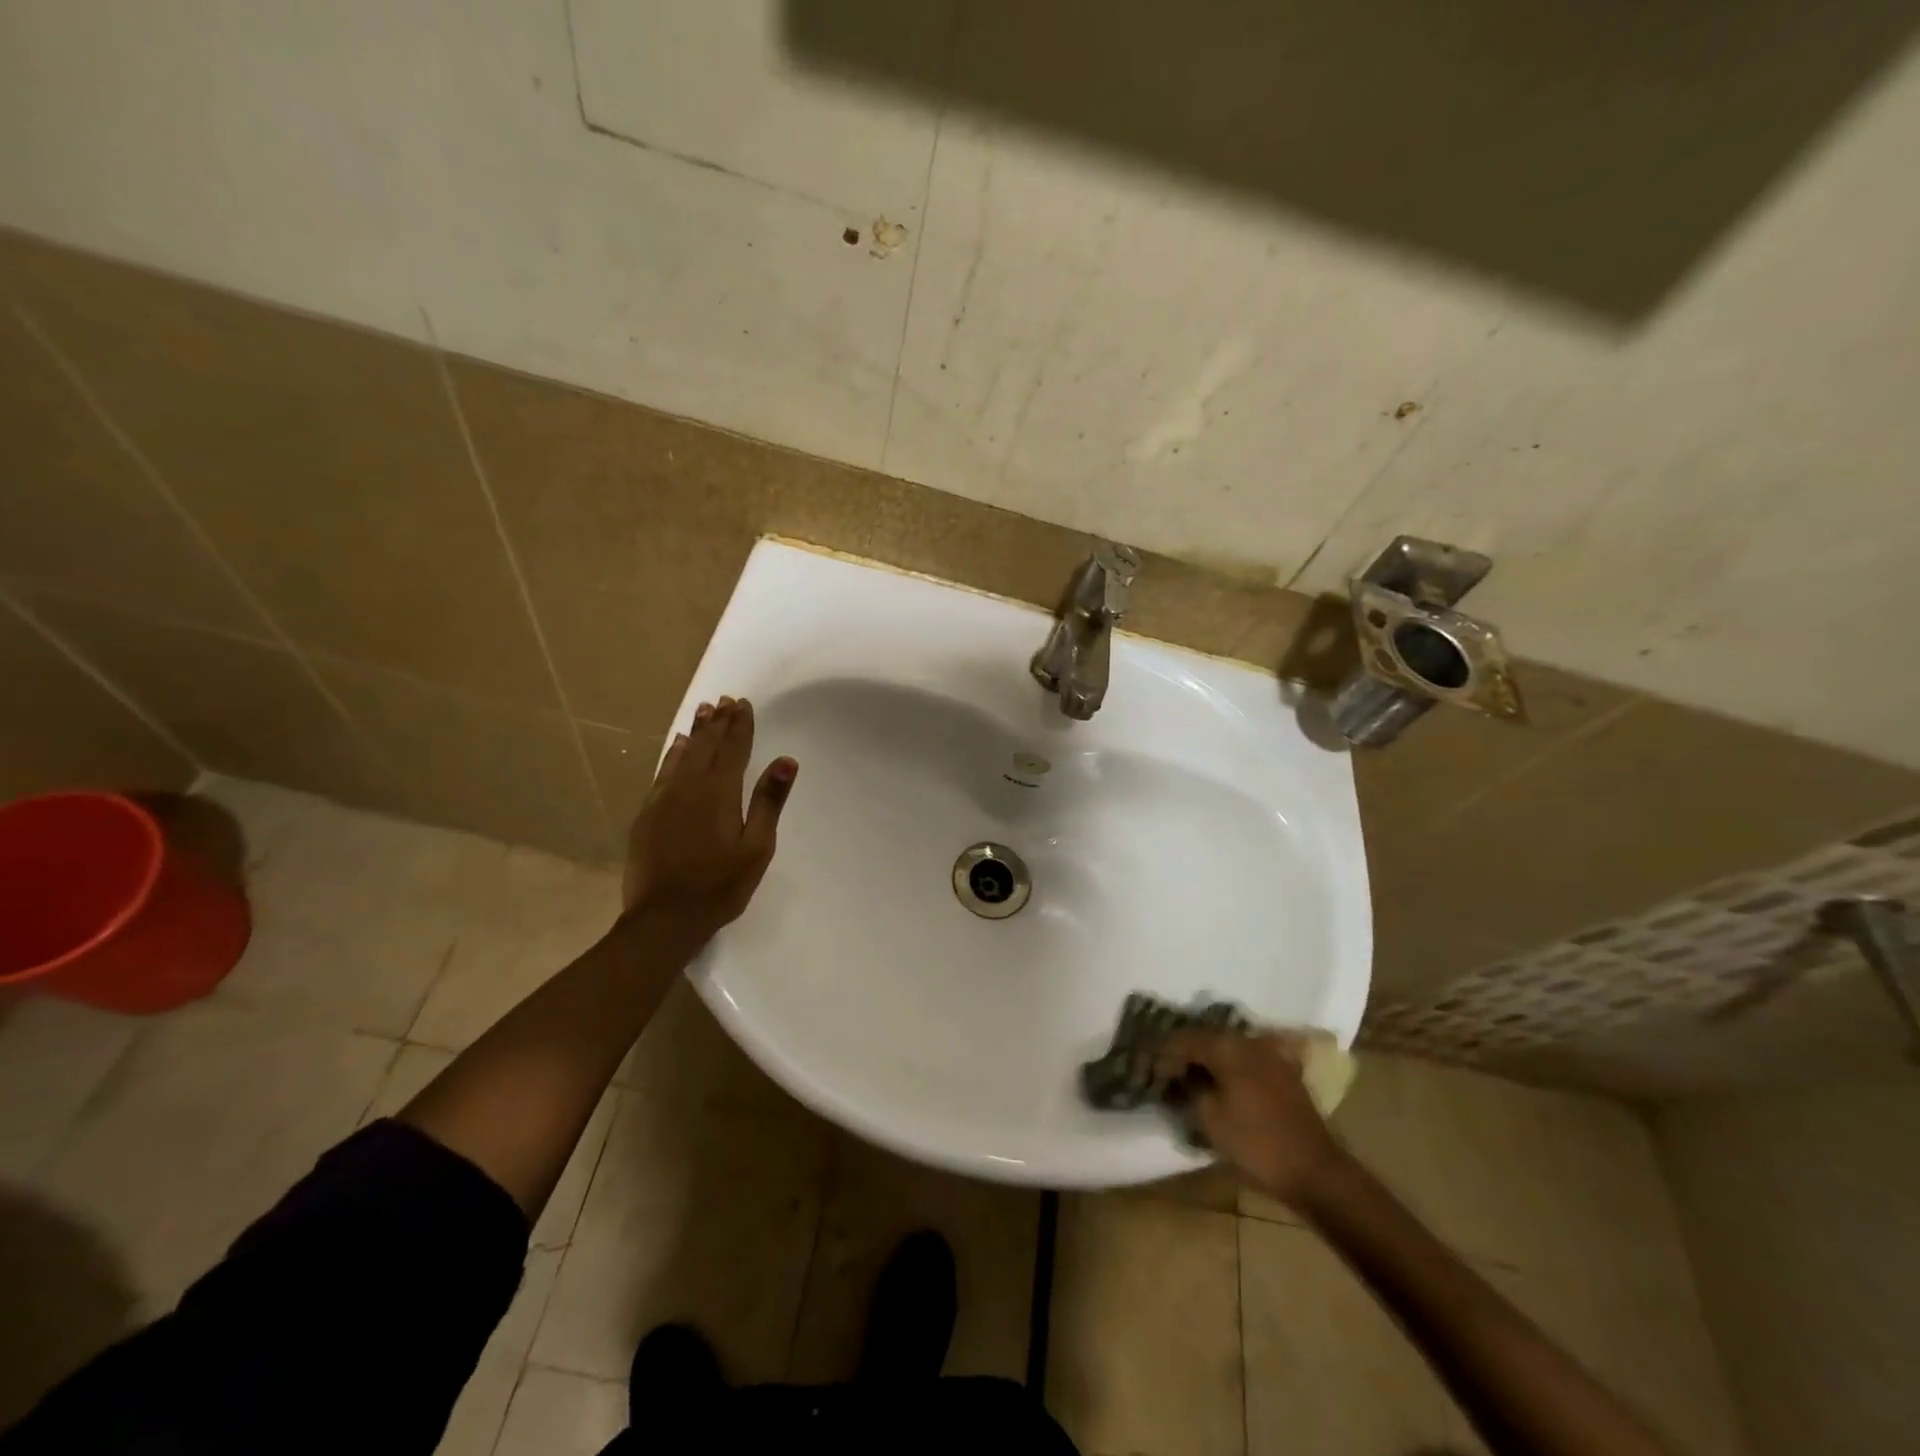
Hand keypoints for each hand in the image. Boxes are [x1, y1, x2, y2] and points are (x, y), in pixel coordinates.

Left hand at [621, 696, 797, 942]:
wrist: (663, 918)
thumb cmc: (719, 885)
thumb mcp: (757, 848)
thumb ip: (769, 801)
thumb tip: (786, 761)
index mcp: (720, 793)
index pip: (733, 749)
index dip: (740, 725)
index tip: (743, 703)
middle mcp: (689, 787)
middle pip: (706, 746)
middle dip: (718, 722)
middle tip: (724, 700)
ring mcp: (663, 798)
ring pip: (682, 754)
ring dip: (696, 732)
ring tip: (704, 711)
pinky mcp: (647, 813)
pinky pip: (662, 771)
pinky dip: (673, 754)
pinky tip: (677, 747)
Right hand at [1158, 1029, 1348, 1207]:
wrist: (1315, 1171)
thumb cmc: (1255, 1144)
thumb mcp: (1208, 1118)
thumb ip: (1189, 1089)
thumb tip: (1181, 1076)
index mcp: (1227, 1046)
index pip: (1183, 1039)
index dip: (1163, 1055)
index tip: (1150, 1072)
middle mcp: (1249, 1040)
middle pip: (1206, 1038)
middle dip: (1185, 1053)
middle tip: (1168, 1074)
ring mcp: (1271, 1054)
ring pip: (1228, 1048)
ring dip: (1209, 1060)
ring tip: (1193, 1079)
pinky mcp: (1285, 1072)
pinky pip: (1248, 1060)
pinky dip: (1231, 1068)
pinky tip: (1223, 1084)